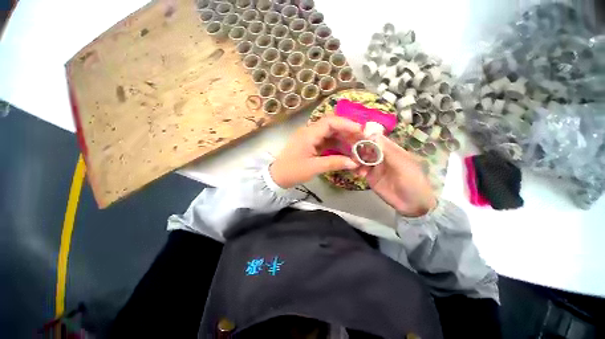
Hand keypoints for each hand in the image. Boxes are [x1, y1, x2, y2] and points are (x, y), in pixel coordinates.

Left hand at [270, 116, 363, 188]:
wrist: (277, 176)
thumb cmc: (293, 171)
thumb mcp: (314, 167)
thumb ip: (334, 163)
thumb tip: (354, 163)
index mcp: (309, 134)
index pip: (330, 121)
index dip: (346, 124)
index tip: (360, 131)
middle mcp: (310, 132)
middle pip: (332, 125)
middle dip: (347, 131)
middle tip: (362, 139)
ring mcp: (310, 138)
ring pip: (330, 133)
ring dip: (343, 138)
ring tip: (356, 145)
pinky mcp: (311, 144)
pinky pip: (326, 141)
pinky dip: (336, 145)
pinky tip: (345, 150)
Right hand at [357, 135, 436, 216]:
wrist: (412, 204)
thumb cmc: (412, 182)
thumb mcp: (402, 165)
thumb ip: (387, 151)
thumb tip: (372, 136)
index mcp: (391, 150)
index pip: (377, 139)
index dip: (367, 137)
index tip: (357, 140)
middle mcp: (381, 156)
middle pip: (366, 147)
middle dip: (359, 149)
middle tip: (354, 155)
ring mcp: (374, 166)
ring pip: (361, 157)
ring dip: (356, 159)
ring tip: (355, 165)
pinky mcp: (370, 176)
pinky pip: (360, 169)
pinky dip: (356, 169)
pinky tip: (358, 173)